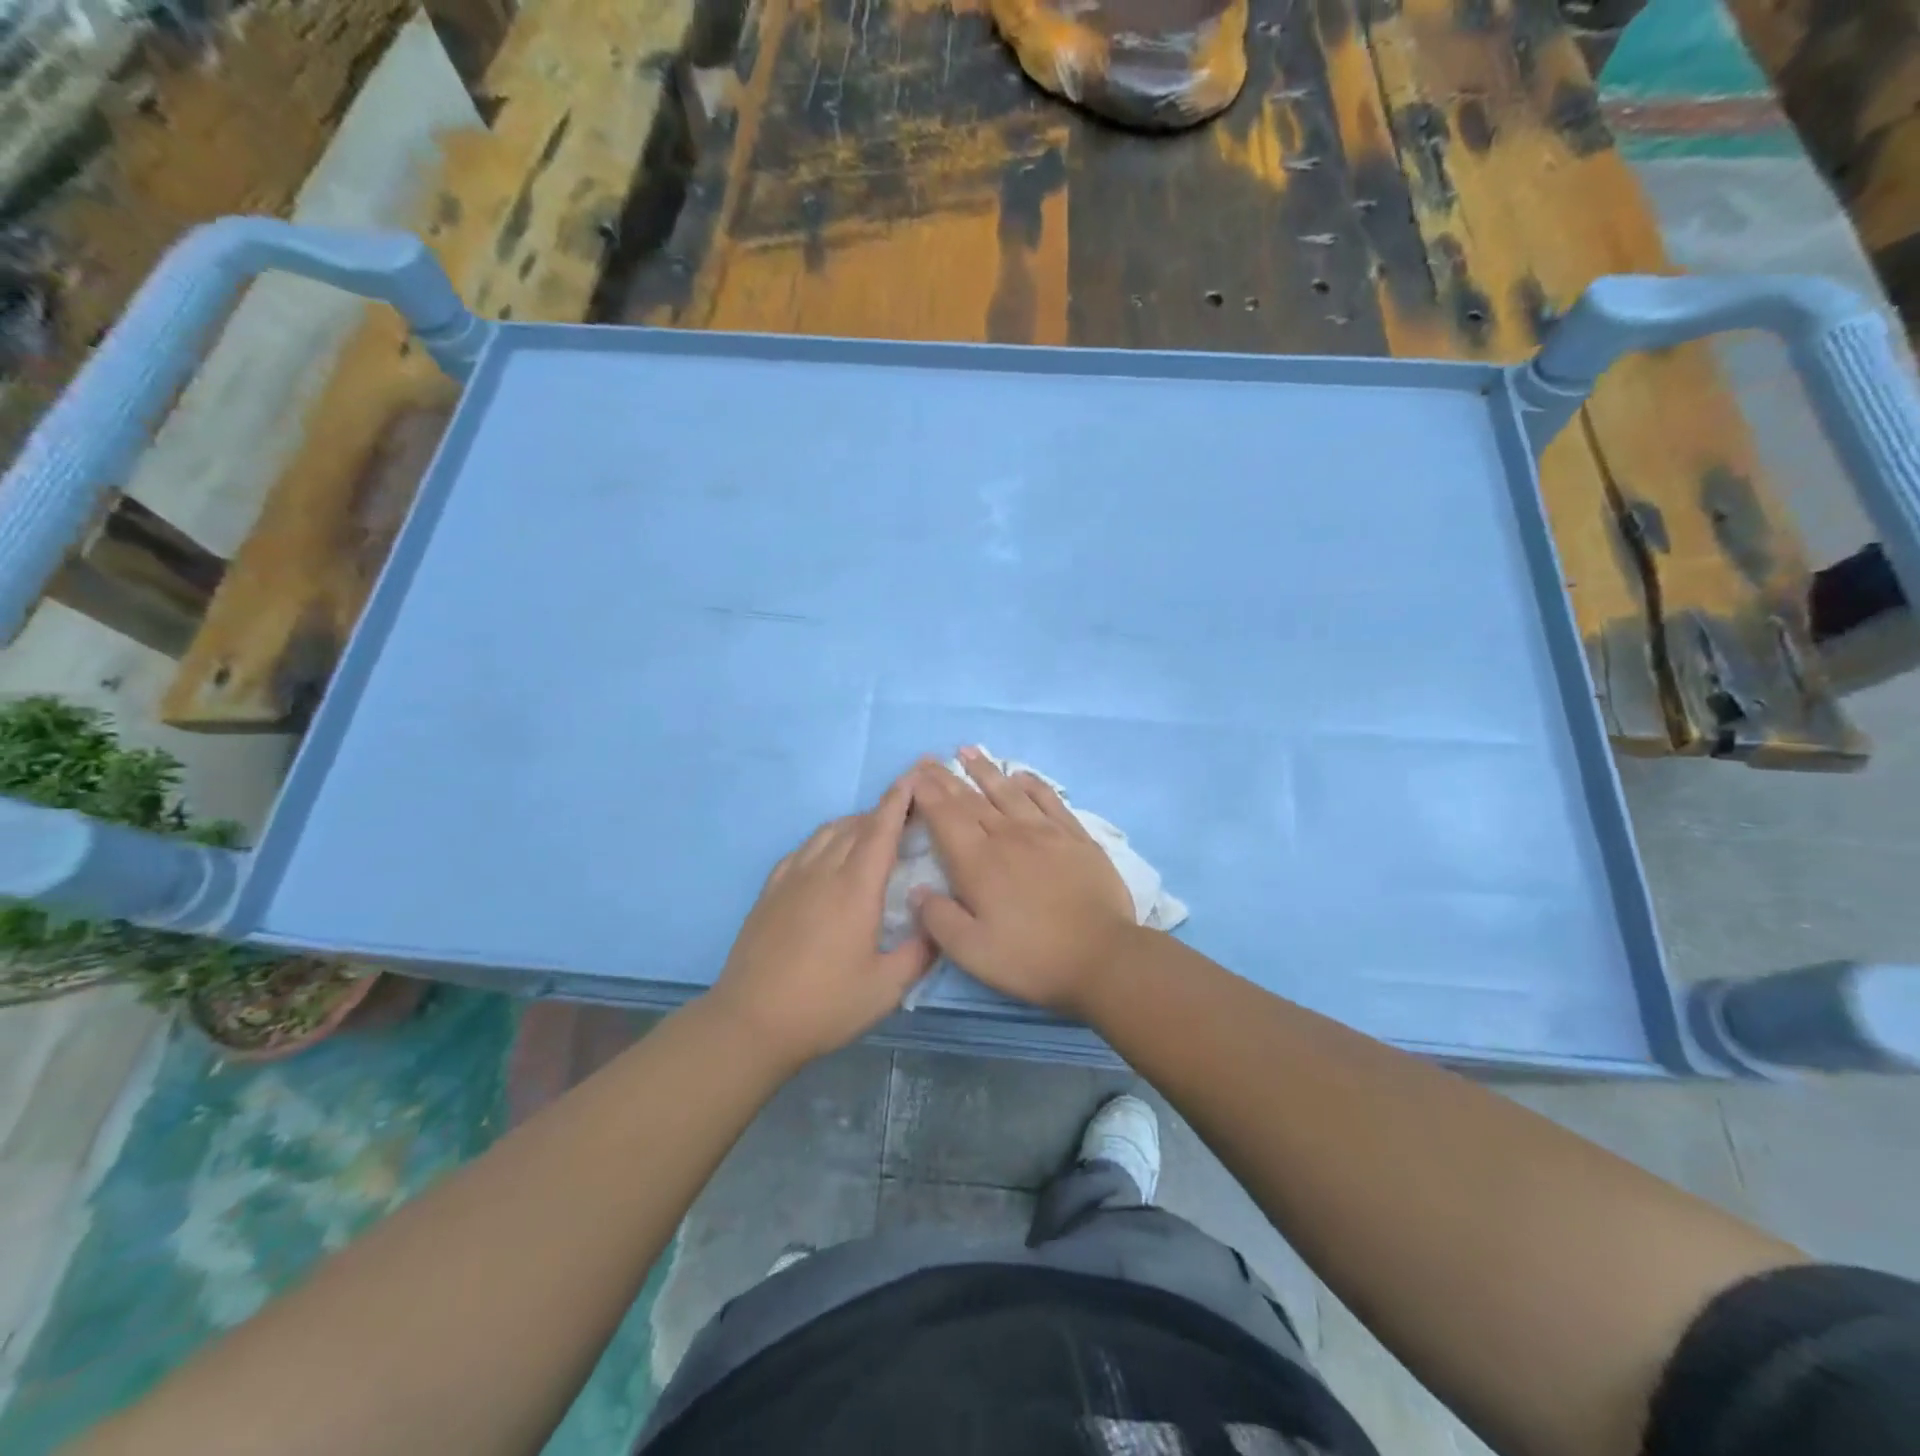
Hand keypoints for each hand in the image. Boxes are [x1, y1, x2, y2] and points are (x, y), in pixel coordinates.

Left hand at [707, 780, 935, 1070]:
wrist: (751, 1022)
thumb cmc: (824, 1005)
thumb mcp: (886, 989)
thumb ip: (920, 952)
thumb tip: (939, 923)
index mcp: (856, 888)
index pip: (882, 829)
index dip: (901, 799)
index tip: (916, 775)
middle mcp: (824, 871)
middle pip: (857, 825)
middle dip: (885, 810)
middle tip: (909, 812)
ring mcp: (792, 877)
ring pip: (828, 832)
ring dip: (855, 823)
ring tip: (873, 832)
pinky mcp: (771, 890)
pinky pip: (803, 848)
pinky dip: (825, 840)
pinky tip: (829, 855)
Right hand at [906, 748, 1136, 1015]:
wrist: (1102, 957)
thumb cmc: (1031, 958)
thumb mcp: (972, 952)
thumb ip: (939, 919)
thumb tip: (916, 890)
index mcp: (978, 863)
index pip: (945, 818)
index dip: (927, 794)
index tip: (914, 775)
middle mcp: (1008, 837)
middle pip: (971, 799)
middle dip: (946, 778)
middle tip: (928, 759)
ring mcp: (1045, 832)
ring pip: (1008, 792)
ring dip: (985, 770)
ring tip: (967, 751)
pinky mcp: (1076, 837)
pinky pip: (1049, 799)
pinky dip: (1031, 784)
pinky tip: (1021, 775)